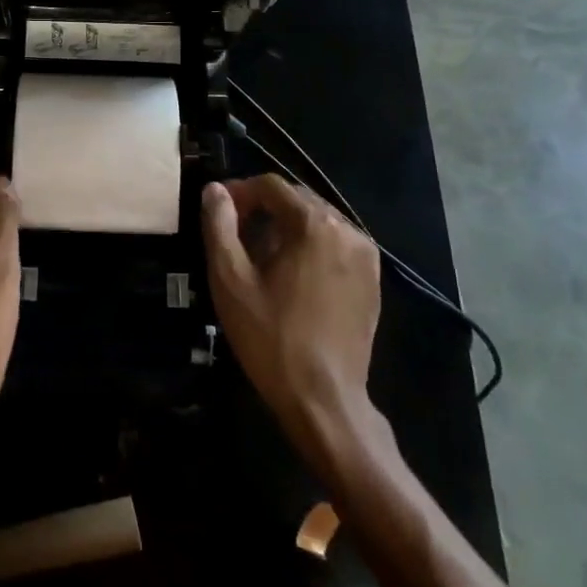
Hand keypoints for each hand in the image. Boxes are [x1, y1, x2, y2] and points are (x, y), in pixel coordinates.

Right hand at [202, 175, 391, 471]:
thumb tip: (215, 190)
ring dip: (285, 228)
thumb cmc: (271, 337)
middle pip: (297, 200)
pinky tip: (290, 277)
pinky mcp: (372, 281)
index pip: (271, 186)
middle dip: (262, 209)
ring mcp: (366, 256)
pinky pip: (335, 245)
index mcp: (314, 224)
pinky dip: (309, 247)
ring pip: (317, 222)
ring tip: (259, 257)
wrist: (324, 400)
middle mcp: (348, 230)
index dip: (240, 192)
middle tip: (233, 236)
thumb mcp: (230, 279)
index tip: (217, 213)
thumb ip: (219, 225)